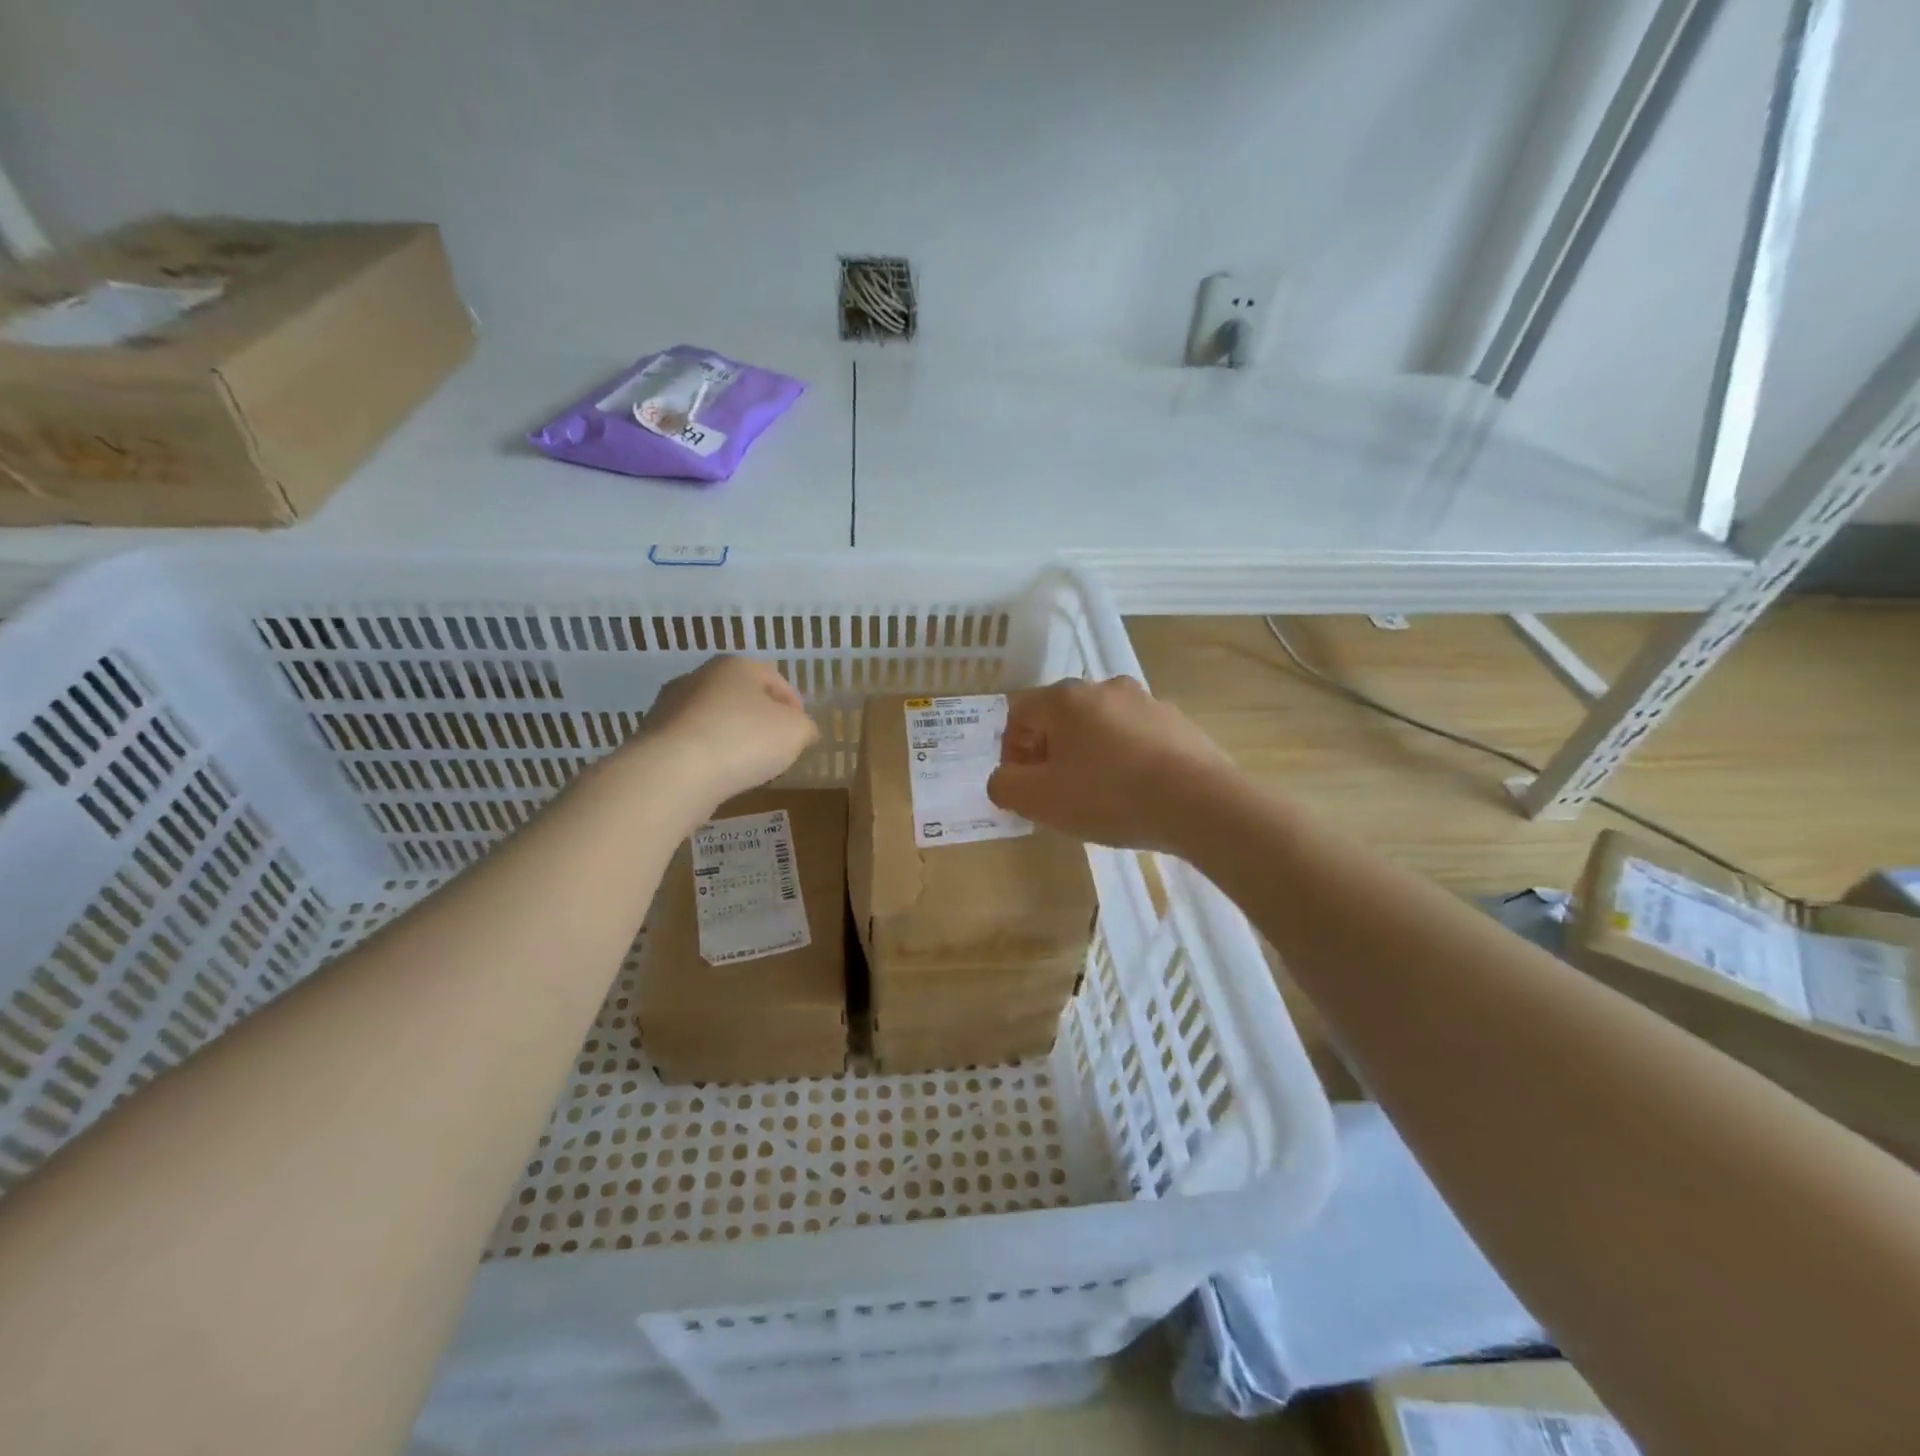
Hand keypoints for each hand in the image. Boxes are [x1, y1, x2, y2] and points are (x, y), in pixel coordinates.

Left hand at [634, 656, 818, 816]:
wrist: (672, 773)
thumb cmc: (743, 740)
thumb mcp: (796, 732)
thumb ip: (805, 727)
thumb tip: (802, 729)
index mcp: (736, 665)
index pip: (775, 679)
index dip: (794, 705)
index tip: (801, 732)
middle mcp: (699, 676)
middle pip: (740, 696)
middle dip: (759, 719)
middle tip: (775, 748)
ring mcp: (669, 706)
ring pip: (713, 719)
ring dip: (730, 737)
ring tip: (744, 766)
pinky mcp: (651, 737)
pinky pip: (691, 743)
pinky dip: (706, 755)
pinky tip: (716, 776)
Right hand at [986, 676, 1236, 851]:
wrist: (1199, 803)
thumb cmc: (1108, 796)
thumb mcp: (1039, 800)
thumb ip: (1005, 785)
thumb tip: (1005, 778)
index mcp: (1066, 698)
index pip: (1019, 714)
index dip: (1011, 751)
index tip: (1023, 786)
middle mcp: (1105, 687)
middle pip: (1060, 718)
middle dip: (1049, 754)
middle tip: (1055, 793)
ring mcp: (1146, 702)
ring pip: (1100, 727)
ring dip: (1088, 755)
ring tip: (1097, 797)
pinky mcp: (1178, 723)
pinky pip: (1135, 739)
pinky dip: (1124, 760)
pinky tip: (1134, 793)